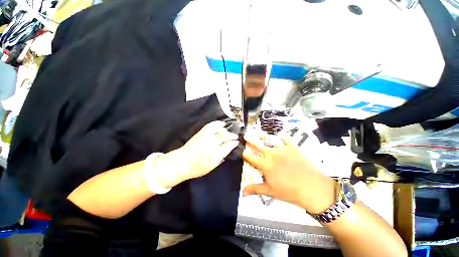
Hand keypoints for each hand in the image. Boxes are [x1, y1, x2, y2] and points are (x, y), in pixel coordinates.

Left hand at [151, 121, 238, 187]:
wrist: (182, 162)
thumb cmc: (198, 167)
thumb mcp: (212, 167)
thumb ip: (221, 158)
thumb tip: (228, 151)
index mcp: (216, 154)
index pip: (228, 146)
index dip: (234, 143)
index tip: (237, 142)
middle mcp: (212, 144)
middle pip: (224, 137)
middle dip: (231, 136)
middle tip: (236, 136)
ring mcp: (206, 137)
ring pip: (219, 131)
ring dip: (226, 130)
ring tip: (229, 131)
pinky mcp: (201, 133)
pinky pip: (211, 126)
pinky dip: (217, 124)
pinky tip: (222, 123)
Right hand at [242, 132, 336, 213]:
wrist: (313, 189)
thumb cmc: (289, 192)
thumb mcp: (270, 191)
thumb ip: (255, 189)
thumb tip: (242, 193)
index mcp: (264, 164)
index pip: (250, 157)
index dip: (245, 153)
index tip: (242, 150)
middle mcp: (271, 154)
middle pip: (258, 145)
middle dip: (250, 140)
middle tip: (246, 135)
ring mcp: (282, 149)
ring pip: (270, 141)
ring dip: (264, 138)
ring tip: (259, 134)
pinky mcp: (293, 147)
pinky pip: (286, 139)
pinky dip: (283, 137)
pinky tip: (281, 136)